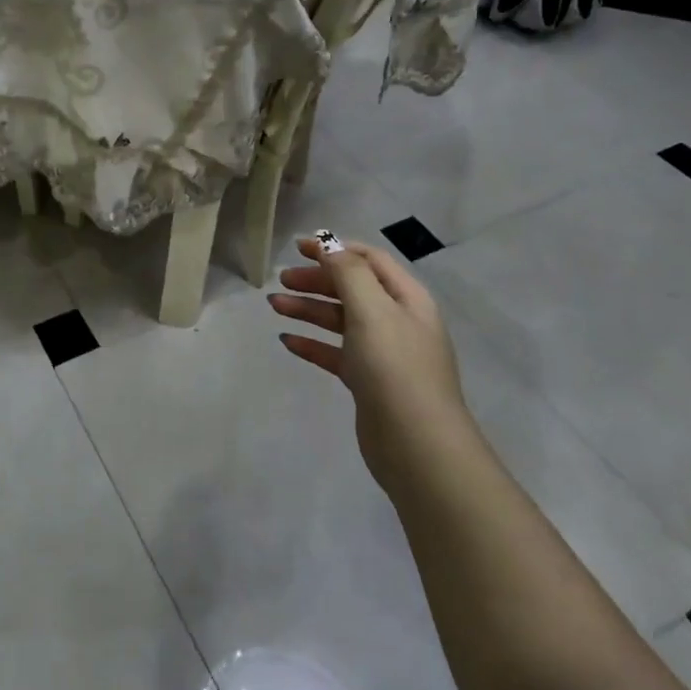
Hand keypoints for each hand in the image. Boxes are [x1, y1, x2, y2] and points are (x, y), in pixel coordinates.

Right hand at [269, 235, 465, 486]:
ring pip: (340, 320)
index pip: (369, 259)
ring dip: (308, 309)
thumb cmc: (394, 367)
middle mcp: (398, 320)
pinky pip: (335, 352)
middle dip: (317, 280)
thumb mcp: (372, 309)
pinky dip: (312, 343)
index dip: (334, 249)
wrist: (416, 444)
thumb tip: (329, 244)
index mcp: (406, 298)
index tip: (297, 247)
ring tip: (274, 306)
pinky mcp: (368, 381)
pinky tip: (287, 341)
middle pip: (352, 288)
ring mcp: (383, 353)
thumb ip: (348, 272)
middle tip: (282, 280)